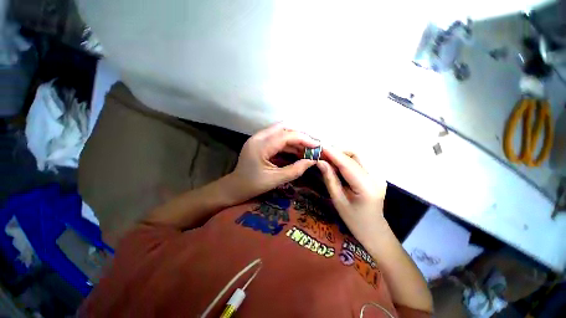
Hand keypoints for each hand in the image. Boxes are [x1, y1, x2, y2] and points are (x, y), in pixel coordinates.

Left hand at [228, 123, 318, 200]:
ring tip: (308, 149)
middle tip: (313, 145)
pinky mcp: (260, 142)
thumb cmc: (252, 186)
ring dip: (295, 139)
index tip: (317, 145)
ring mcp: (259, 138)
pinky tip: (298, 151)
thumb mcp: (275, 180)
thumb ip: (295, 170)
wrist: (234, 187)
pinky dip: (289, 144)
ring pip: (281, 131)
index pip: (286, 135)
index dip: (304, 138)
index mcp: (260, 145)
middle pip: (284, 127)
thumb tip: (312, 161)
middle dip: (300, 135)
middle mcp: (259, 137)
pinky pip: (277, 138)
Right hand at [317, 147, 387, 241]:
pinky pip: (358, 161)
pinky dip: (345, 159)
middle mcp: (375, 176)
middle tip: (321, 154)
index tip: (319, 147)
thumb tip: (320, 161)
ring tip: (326, 158)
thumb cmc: (354, 220)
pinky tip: (336, 163)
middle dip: (337, 151)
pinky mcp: (375, 173)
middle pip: (355, 154)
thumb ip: (330, 179)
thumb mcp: (338, 200)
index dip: (333, 153)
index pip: (348, 164)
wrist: (373, 230)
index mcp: (366, 187)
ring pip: (356, 155)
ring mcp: (377, 174)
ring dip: (340, 154)